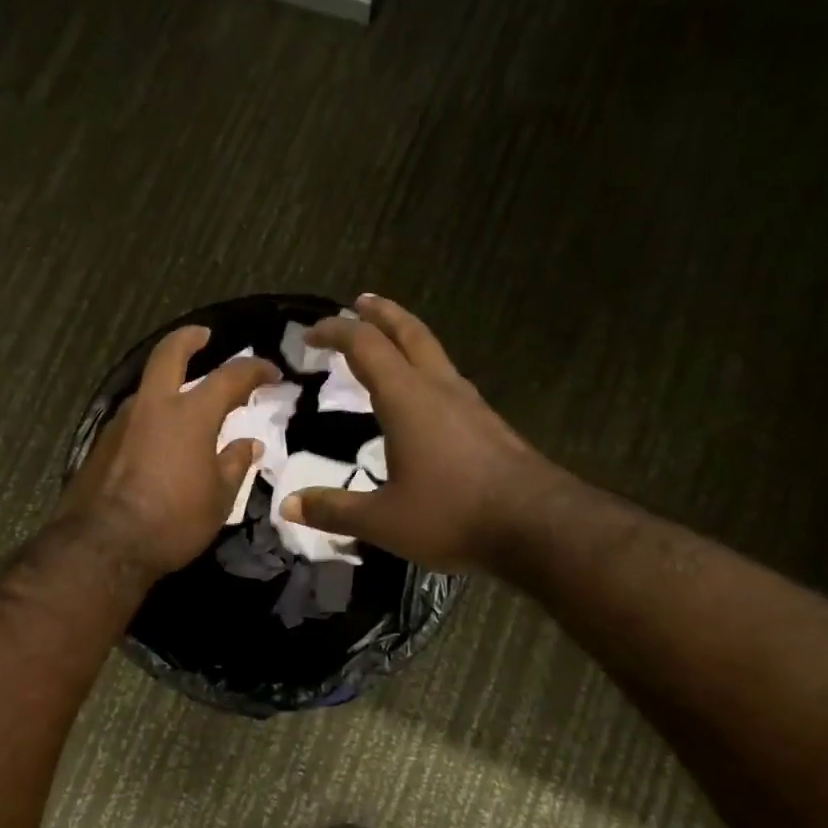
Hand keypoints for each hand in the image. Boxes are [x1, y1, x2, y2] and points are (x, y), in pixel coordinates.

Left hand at [59, 325, 279, 583]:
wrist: (104, 546)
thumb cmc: (174, 521)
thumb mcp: (219, 498)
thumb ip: (234, 464)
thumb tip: (248, 444)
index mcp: (190, 414)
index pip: (230, 377)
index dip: (254, 369)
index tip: (271, 371)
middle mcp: (153, 406)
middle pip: (169, 354)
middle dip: (189, 339)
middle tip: (204, 336)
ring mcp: (121, 422)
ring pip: (147, 387)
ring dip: (167, 383)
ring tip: (185, 400)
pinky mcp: (101, 443)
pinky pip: (133, 417)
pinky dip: (151, 415)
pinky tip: (158, 437)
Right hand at [283, 295, 561, 572]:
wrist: (539, 526)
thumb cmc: (453, 514)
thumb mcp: (383, 520)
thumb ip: (333, 510)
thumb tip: (288, 505)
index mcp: (407, 398)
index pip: (364, 346)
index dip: (335, 332)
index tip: (310, 334)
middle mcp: (439, 388)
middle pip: (408, 333)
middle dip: (381, 314)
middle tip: (360, 301)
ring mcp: (470, 403)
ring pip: (434, 352)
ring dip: (407, 337)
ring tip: (389, 340)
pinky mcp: (488, 423)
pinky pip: (448, 378)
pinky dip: (425, 368)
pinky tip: (424, 394)